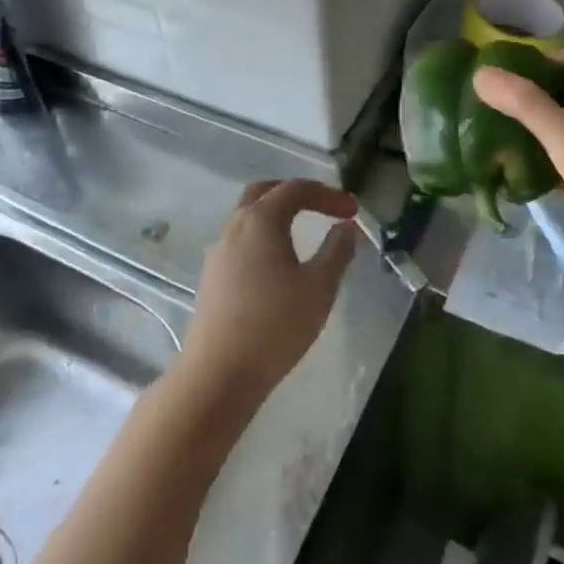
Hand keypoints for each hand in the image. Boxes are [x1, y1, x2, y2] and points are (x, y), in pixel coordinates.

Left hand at [179, 179, 359, 413]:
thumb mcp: (319, 288)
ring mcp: (218, 250)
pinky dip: (263, 237)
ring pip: (248, 216)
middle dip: (296, 194)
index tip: (352, 210)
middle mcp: (235, 226)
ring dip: (277, 215)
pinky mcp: (211, 275)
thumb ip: (336, 251)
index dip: (327, 194)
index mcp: (261, 220)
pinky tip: (277, 264)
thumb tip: (346, 227)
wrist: (219, 373)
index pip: (296, 189)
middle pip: (265, 192)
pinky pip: (240, 240)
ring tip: (303, 234)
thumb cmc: (275, 325)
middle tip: (323, 207)